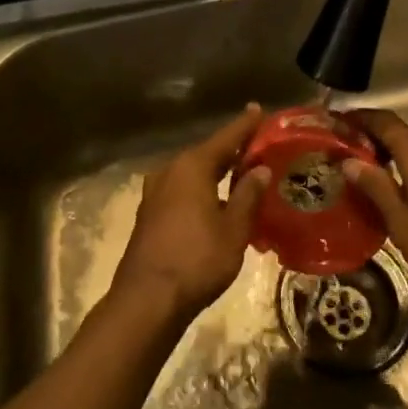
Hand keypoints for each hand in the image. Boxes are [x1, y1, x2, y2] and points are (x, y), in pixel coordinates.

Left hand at [112, 105, 270, 323]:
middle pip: (207, 153)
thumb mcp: (233, 229)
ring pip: (192, 173)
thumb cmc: (197, 260)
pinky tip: (214, 201)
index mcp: (192, 166)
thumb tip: (260, 170)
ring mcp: (155, 191)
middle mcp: (170, 170)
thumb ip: (248, 196)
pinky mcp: (149, 212)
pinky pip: (181, 189)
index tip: (258, 109)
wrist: (147, 299)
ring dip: (215, 172)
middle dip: (232, 150)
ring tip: (240, 174)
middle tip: (257, 147)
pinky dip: (201, 189)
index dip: (245, 125)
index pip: (226, 138)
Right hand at [343, 107, 407, 304]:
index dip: (357, 118)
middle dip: (371, 141)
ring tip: (368, 179)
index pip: (382, 120)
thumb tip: (349, 160)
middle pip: (400, 134)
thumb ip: (376, 188)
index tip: (334, 122)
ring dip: (392, 158)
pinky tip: (402, 197)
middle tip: (344, 157)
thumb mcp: (403, 222)